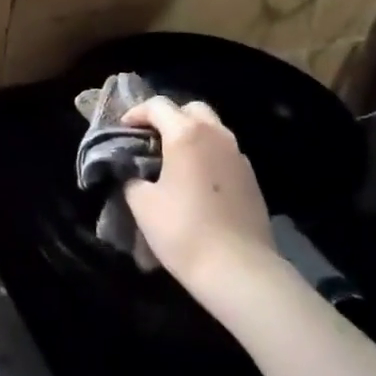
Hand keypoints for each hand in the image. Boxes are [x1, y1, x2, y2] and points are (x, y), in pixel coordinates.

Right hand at [121, 97, 275, 295]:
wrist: (239, 269)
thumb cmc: (183, 231)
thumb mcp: (142, 204)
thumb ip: (132, 178)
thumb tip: (134, 172)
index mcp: (186, 134)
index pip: (158, 106)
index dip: (136, 113)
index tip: (123, 129)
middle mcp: (216, 135)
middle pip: (191, 109)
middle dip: (168, 117)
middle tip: (150, 139)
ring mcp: (238, 155)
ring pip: (212, 129)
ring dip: (191, 135)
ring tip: (173, 160)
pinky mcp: (251, 177)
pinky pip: (224, 152)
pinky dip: (207, 154)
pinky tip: (197, 181)